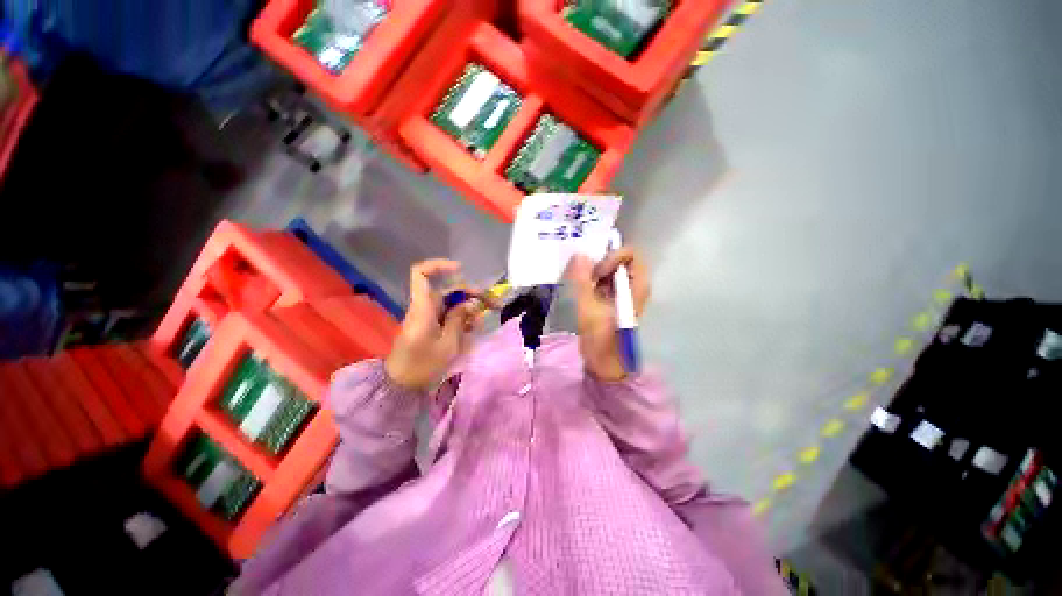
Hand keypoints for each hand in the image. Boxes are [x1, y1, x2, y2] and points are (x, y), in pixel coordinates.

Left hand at [385, 259, 482, 391]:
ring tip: (483, 321)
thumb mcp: (448, 343)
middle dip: (472, 294)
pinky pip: (449, 315)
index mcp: (423, 307)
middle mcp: (425, 307)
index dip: (439, 265)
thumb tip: (473, 302)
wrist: (402, 384)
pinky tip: (474, 328)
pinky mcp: (431, 325)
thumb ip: (460, 319)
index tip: (461, 269)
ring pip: (452, 303)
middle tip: (492, 304)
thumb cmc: (423, 364)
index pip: (421, 274)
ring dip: (470, 308)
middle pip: (448, 290)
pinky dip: (463, 318)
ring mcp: (428, 316)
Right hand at [567, 249, 650, 381]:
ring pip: (610, 268)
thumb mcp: (588, 310)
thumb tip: (579, 255)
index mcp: (637, 287)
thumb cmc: (602, 340)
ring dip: (594, 273)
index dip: (611, 258)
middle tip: (586, 280)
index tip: (596, 274)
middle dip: (600, 264)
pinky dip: (592, 280)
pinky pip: (604, 279)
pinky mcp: (614, 297)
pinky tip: (583, 292)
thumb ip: (582, 282)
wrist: (606, 364)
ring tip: (583, 287)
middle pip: (619, 259)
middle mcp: (634, 285)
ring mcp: (624, 291)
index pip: (630, 254)